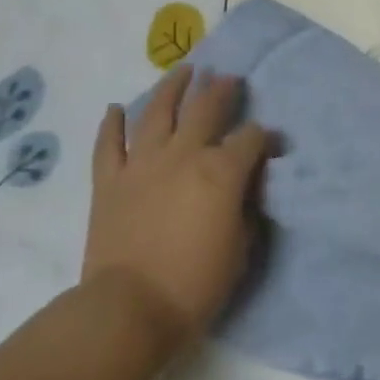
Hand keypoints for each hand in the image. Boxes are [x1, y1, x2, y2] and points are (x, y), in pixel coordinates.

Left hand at [85, 66, 271, 346]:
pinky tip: (116, 109)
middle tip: (228, 78)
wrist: (129, 308)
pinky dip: (111, 125)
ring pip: (156, 112)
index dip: (265, 137)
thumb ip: (245, 207)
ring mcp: (141, 164)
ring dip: (172, 88)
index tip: (271, 144)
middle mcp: (183, 155)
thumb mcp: (241, 246)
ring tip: (183, 70)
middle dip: (221, 90)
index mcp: (221, 171)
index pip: (251, 138)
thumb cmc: (195, 282)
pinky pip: (108, 144)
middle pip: (206, 108)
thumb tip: (245, 187)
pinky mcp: (108, 181)